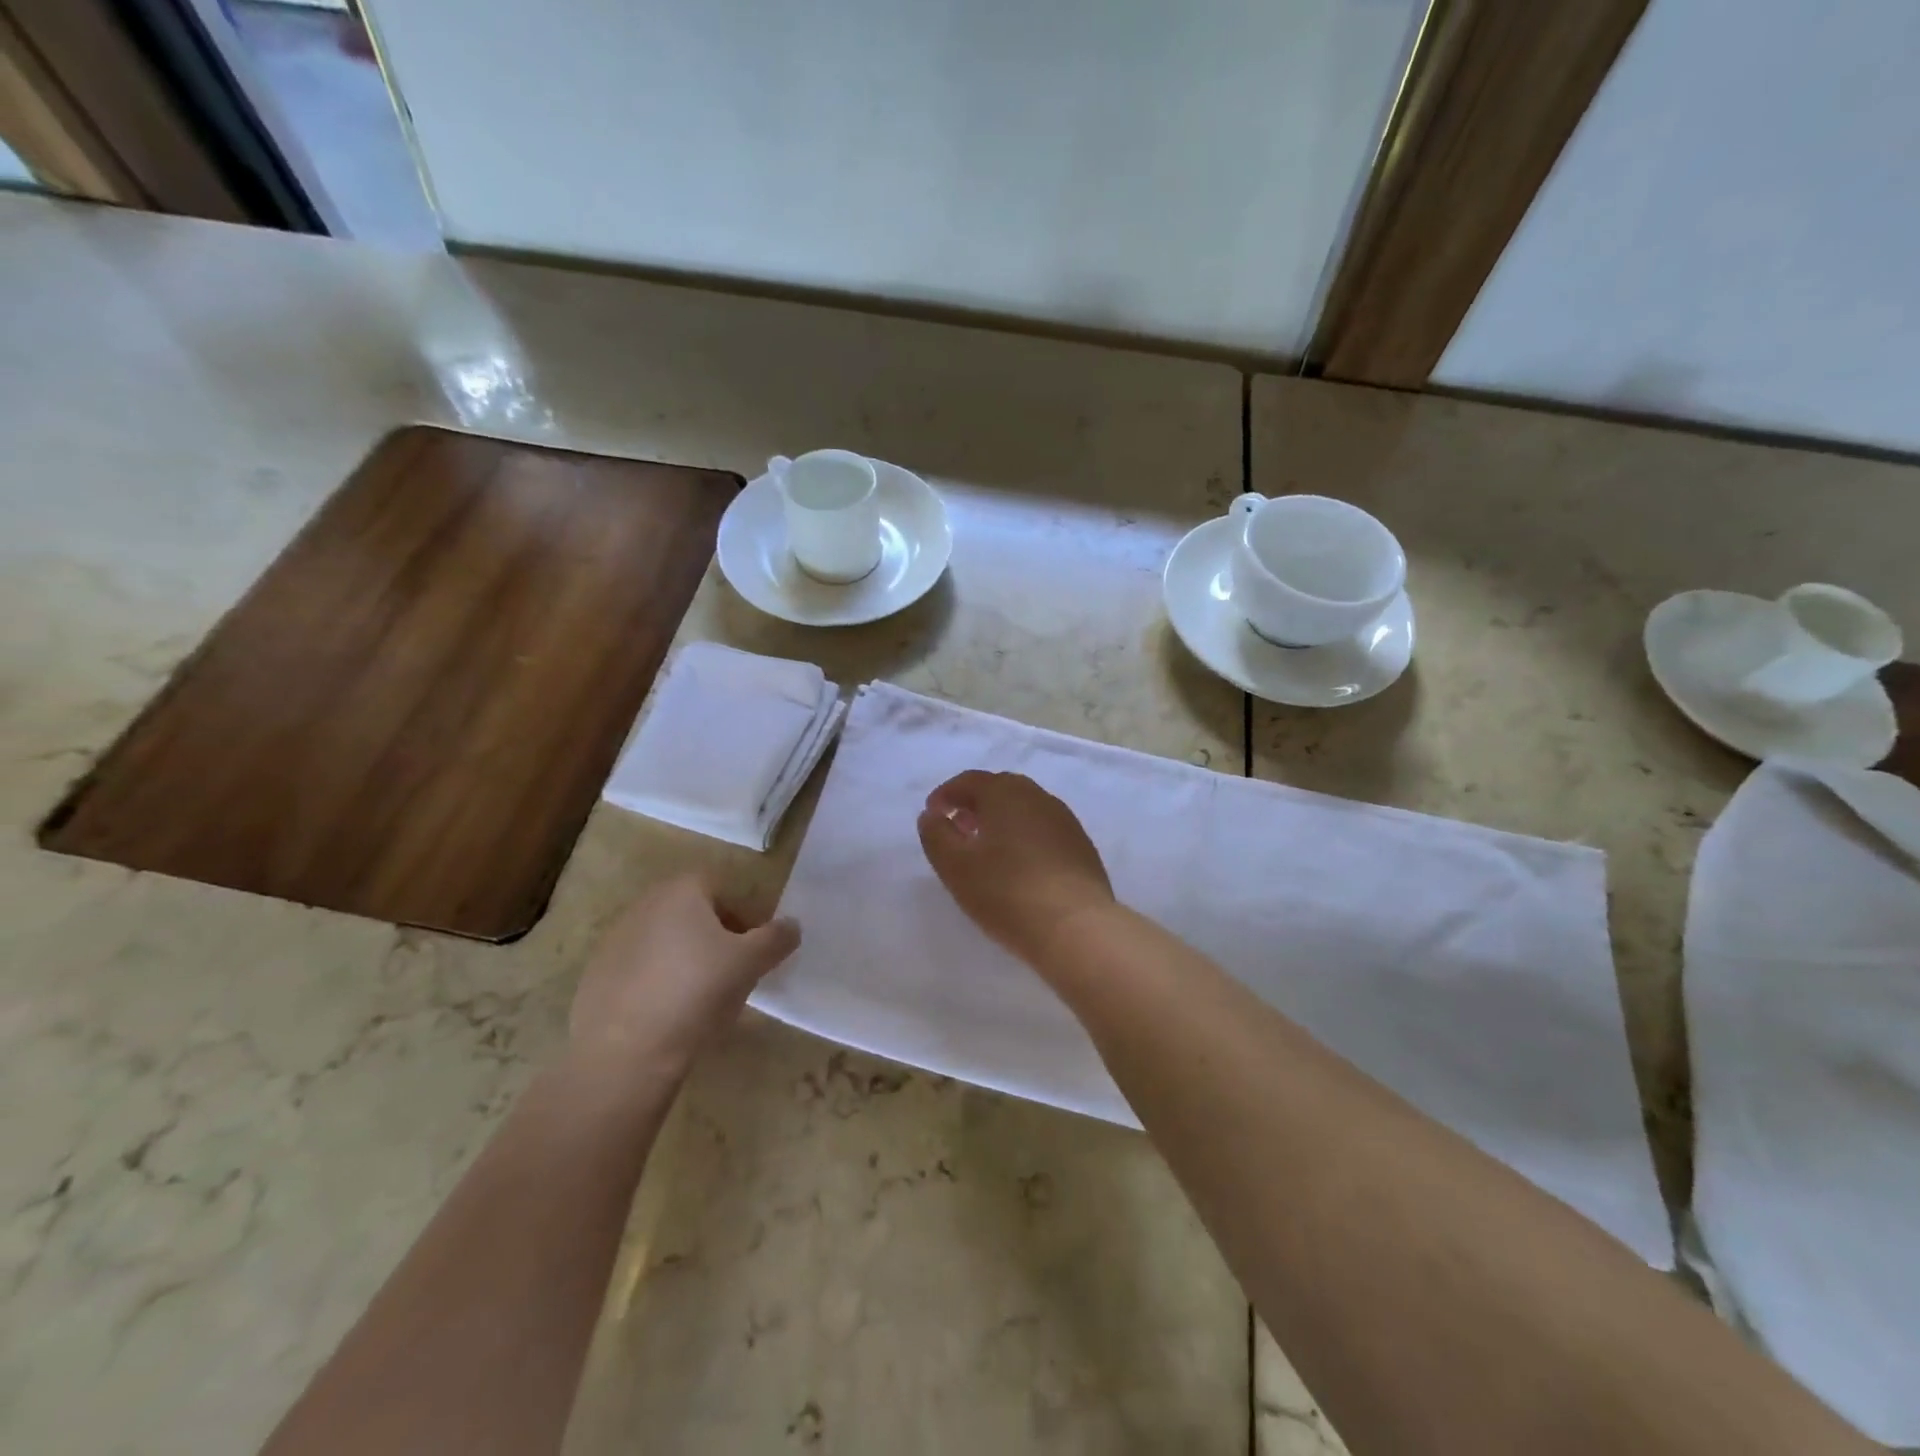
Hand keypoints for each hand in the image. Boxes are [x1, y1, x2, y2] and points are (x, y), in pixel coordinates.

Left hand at [568, 874, 798, 1087]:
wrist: (625, 1053)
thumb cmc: (696, 992)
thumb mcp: (751, 963)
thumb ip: (777, 938)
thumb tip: (791, 926)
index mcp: (680, 891)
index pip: (722, 889)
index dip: (744, 916)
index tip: (754, 950)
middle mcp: (643, 905)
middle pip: (693, 913)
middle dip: (716, 937)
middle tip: (734, 972)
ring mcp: (614, 941)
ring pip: (666, 942)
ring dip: (687, 960)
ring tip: (702, 999)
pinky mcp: (596, 977)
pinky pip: (640, 971)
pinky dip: (658, 984)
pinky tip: (669, 1016)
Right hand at [916, 771, 1114, 965]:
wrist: (1076, 927)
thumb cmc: (1007, 893)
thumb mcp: (956, 867)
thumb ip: (936, 835)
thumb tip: (932, 815)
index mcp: (1005, 793)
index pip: (970, 780)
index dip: (946, 794)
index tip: (932, 814)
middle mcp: (1038, 797)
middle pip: (1000, 789)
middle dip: (975, 804)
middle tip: (957, 828)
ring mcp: (1065, 821)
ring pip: (1025, 809)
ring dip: (1000, 820)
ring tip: (985, 849)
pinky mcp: (1081, 846)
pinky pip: (1044, 830)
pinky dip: (1023, 837)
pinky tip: (1018, 866)